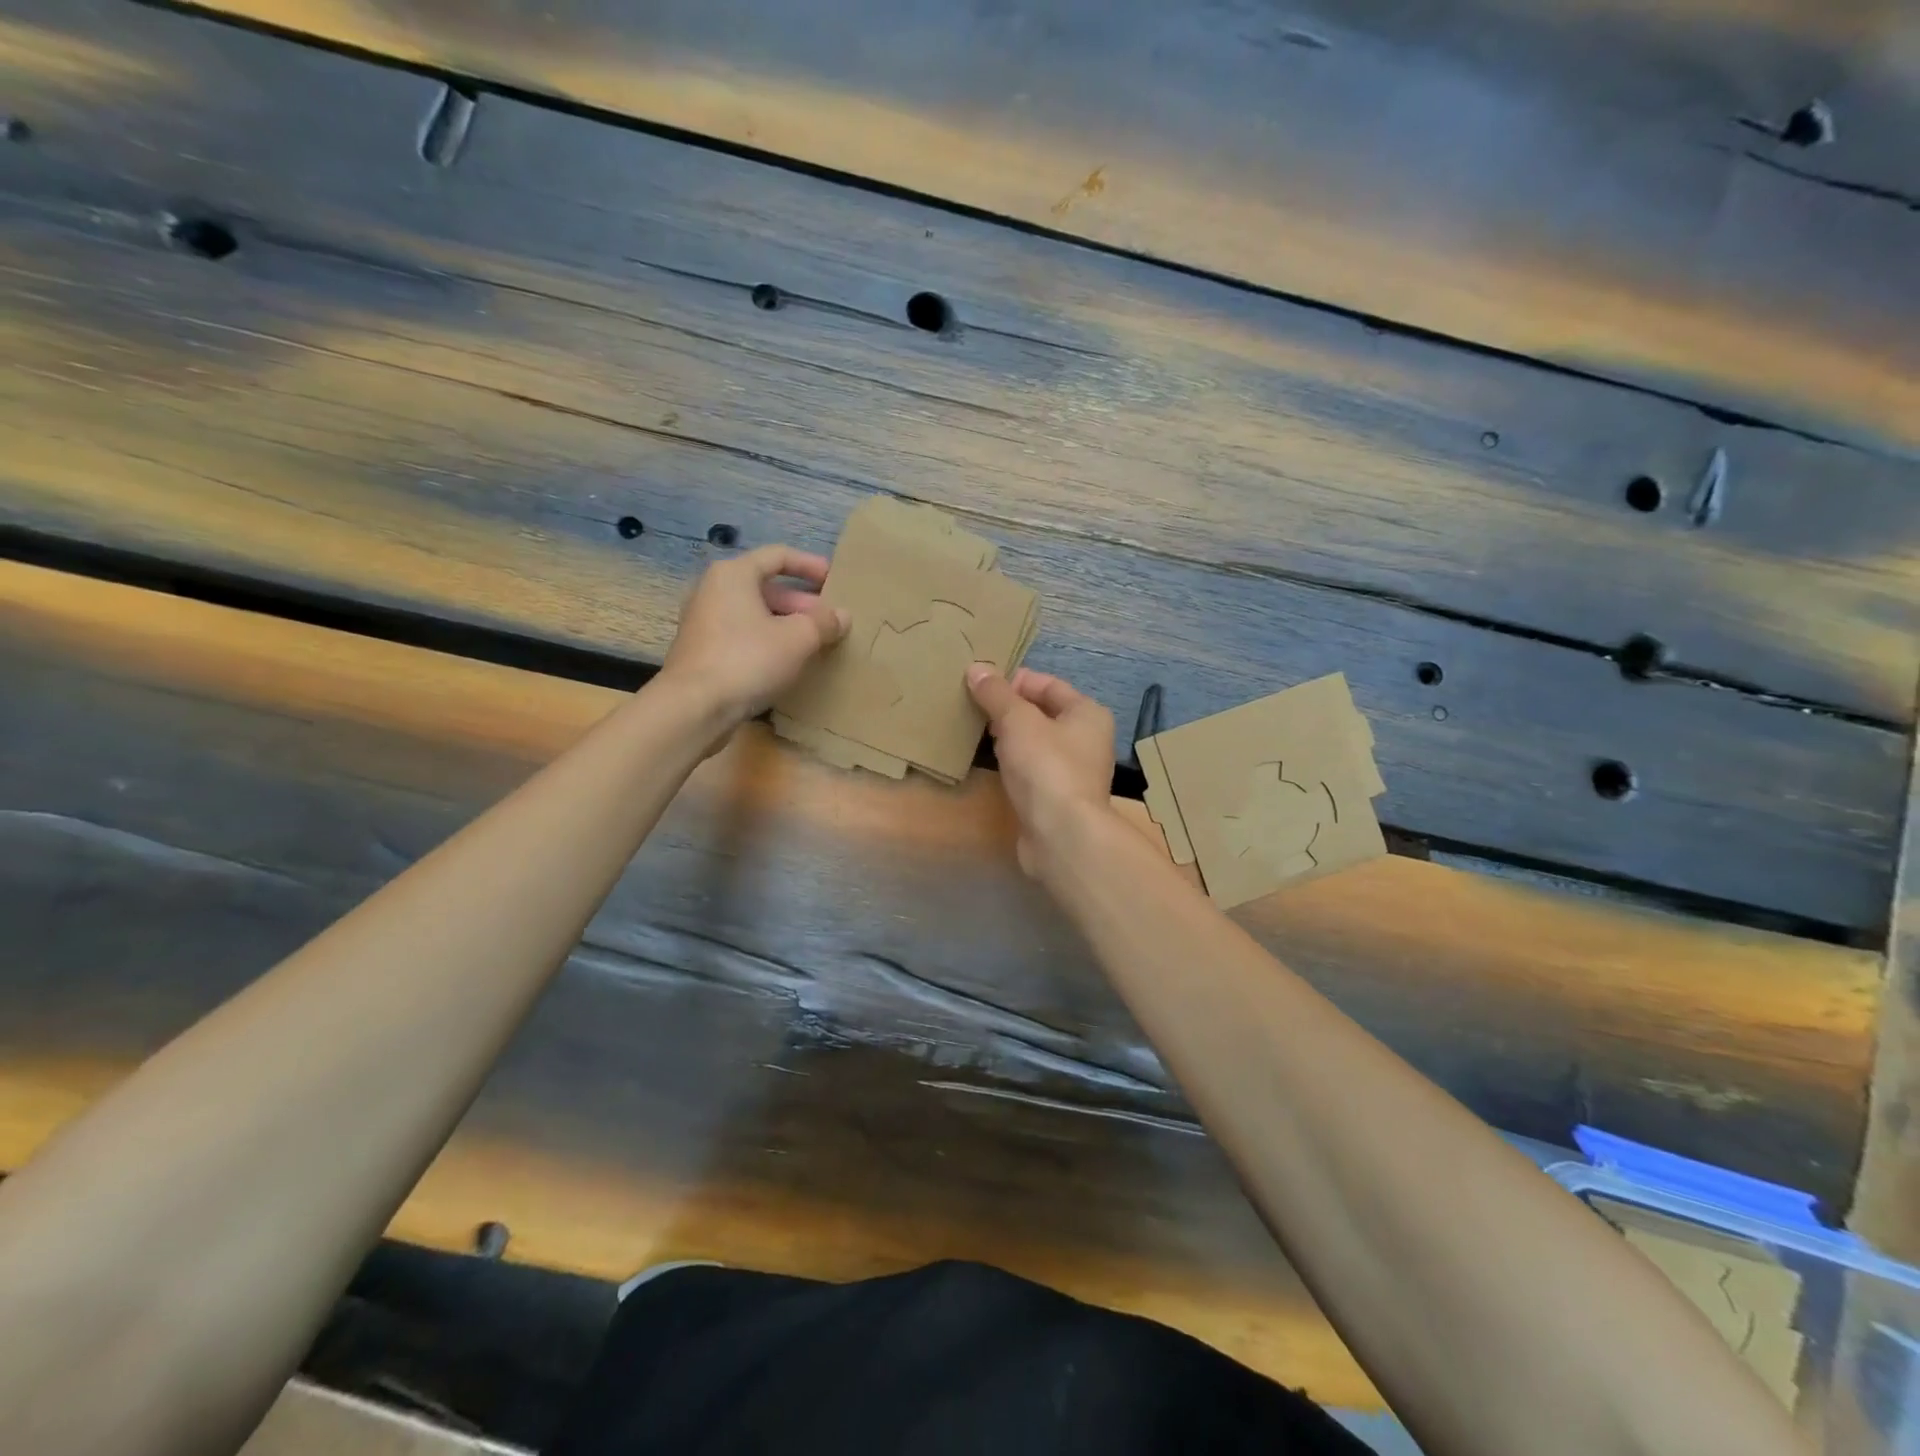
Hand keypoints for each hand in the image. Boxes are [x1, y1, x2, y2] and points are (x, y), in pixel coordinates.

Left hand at [660, 545, 848, 727]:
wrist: (694, 708)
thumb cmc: (748, 659)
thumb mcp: (798, 638)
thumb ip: (823, 622)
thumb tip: (841, 616)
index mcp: (734, 575)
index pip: (778, 556)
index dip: (810, 565)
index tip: (835, 579)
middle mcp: (713, 591)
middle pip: (766, 587)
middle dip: (802, 603)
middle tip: (830, 620)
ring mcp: (704, 622)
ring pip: (755, 615)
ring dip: (787, 625)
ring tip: (815, 644)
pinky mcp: (702, 652)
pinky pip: (743, 637)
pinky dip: (768, 642)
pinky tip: (788, 664)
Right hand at [966, 664, 1115, 880]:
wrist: (1061, 834)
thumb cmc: (1046, 767)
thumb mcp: (1017, 721)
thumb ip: (996, 693)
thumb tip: (976, 668)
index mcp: (1087, 713)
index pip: (1049, 684)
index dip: (1015, 681)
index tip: (982, 685)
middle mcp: (1087, 739)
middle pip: (1043, 713)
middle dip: (1010, 709)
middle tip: (975, 708)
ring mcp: (1074, 771)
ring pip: (1036, 743)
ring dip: (1010, 737)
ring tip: (978, 732)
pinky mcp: (1058, 798)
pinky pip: (1032, 769)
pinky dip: (1014, 763)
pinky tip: (993, 764)